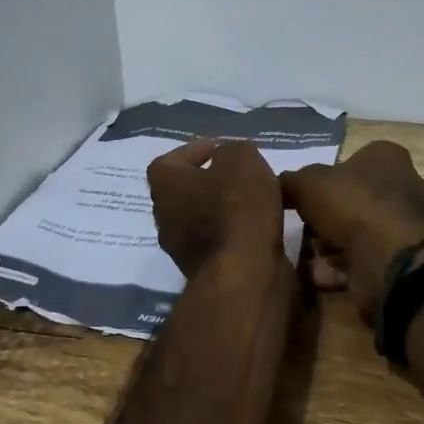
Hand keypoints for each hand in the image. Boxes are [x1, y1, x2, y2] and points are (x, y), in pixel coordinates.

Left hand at [147, 138, 284, 276]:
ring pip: (201, 218)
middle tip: (238, 173)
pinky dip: (234, 231)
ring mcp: (182, 249)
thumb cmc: (236, 208)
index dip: (193, 150)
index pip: (169, 161)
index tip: (220, 148)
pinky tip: (259, 225)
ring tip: (255, 198)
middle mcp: (164, 217)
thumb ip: (233, 151)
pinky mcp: (206, 271)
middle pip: (183, 191)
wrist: (244, 275)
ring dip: (223, 208)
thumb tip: (229, 159)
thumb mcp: (241, 160)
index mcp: (164, 185)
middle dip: (209, 181)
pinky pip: (218, 241)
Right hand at [281, 141, 423, 322]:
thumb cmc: (353, 204)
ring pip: (356, 233)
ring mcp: (405, 227)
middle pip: (353, 200)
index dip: (326, 177)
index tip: (304, 195)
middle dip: (325, 218)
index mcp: (388, 158)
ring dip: (328, 247)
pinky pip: (362, 261)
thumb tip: (277, 186)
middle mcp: (404, 188)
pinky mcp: (401, 261)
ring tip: (302, 258)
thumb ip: (289, 182)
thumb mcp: (306, 183)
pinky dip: (338, 269)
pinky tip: (315, 277)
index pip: (354, 159)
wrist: (390, 260)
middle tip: (300, 229)